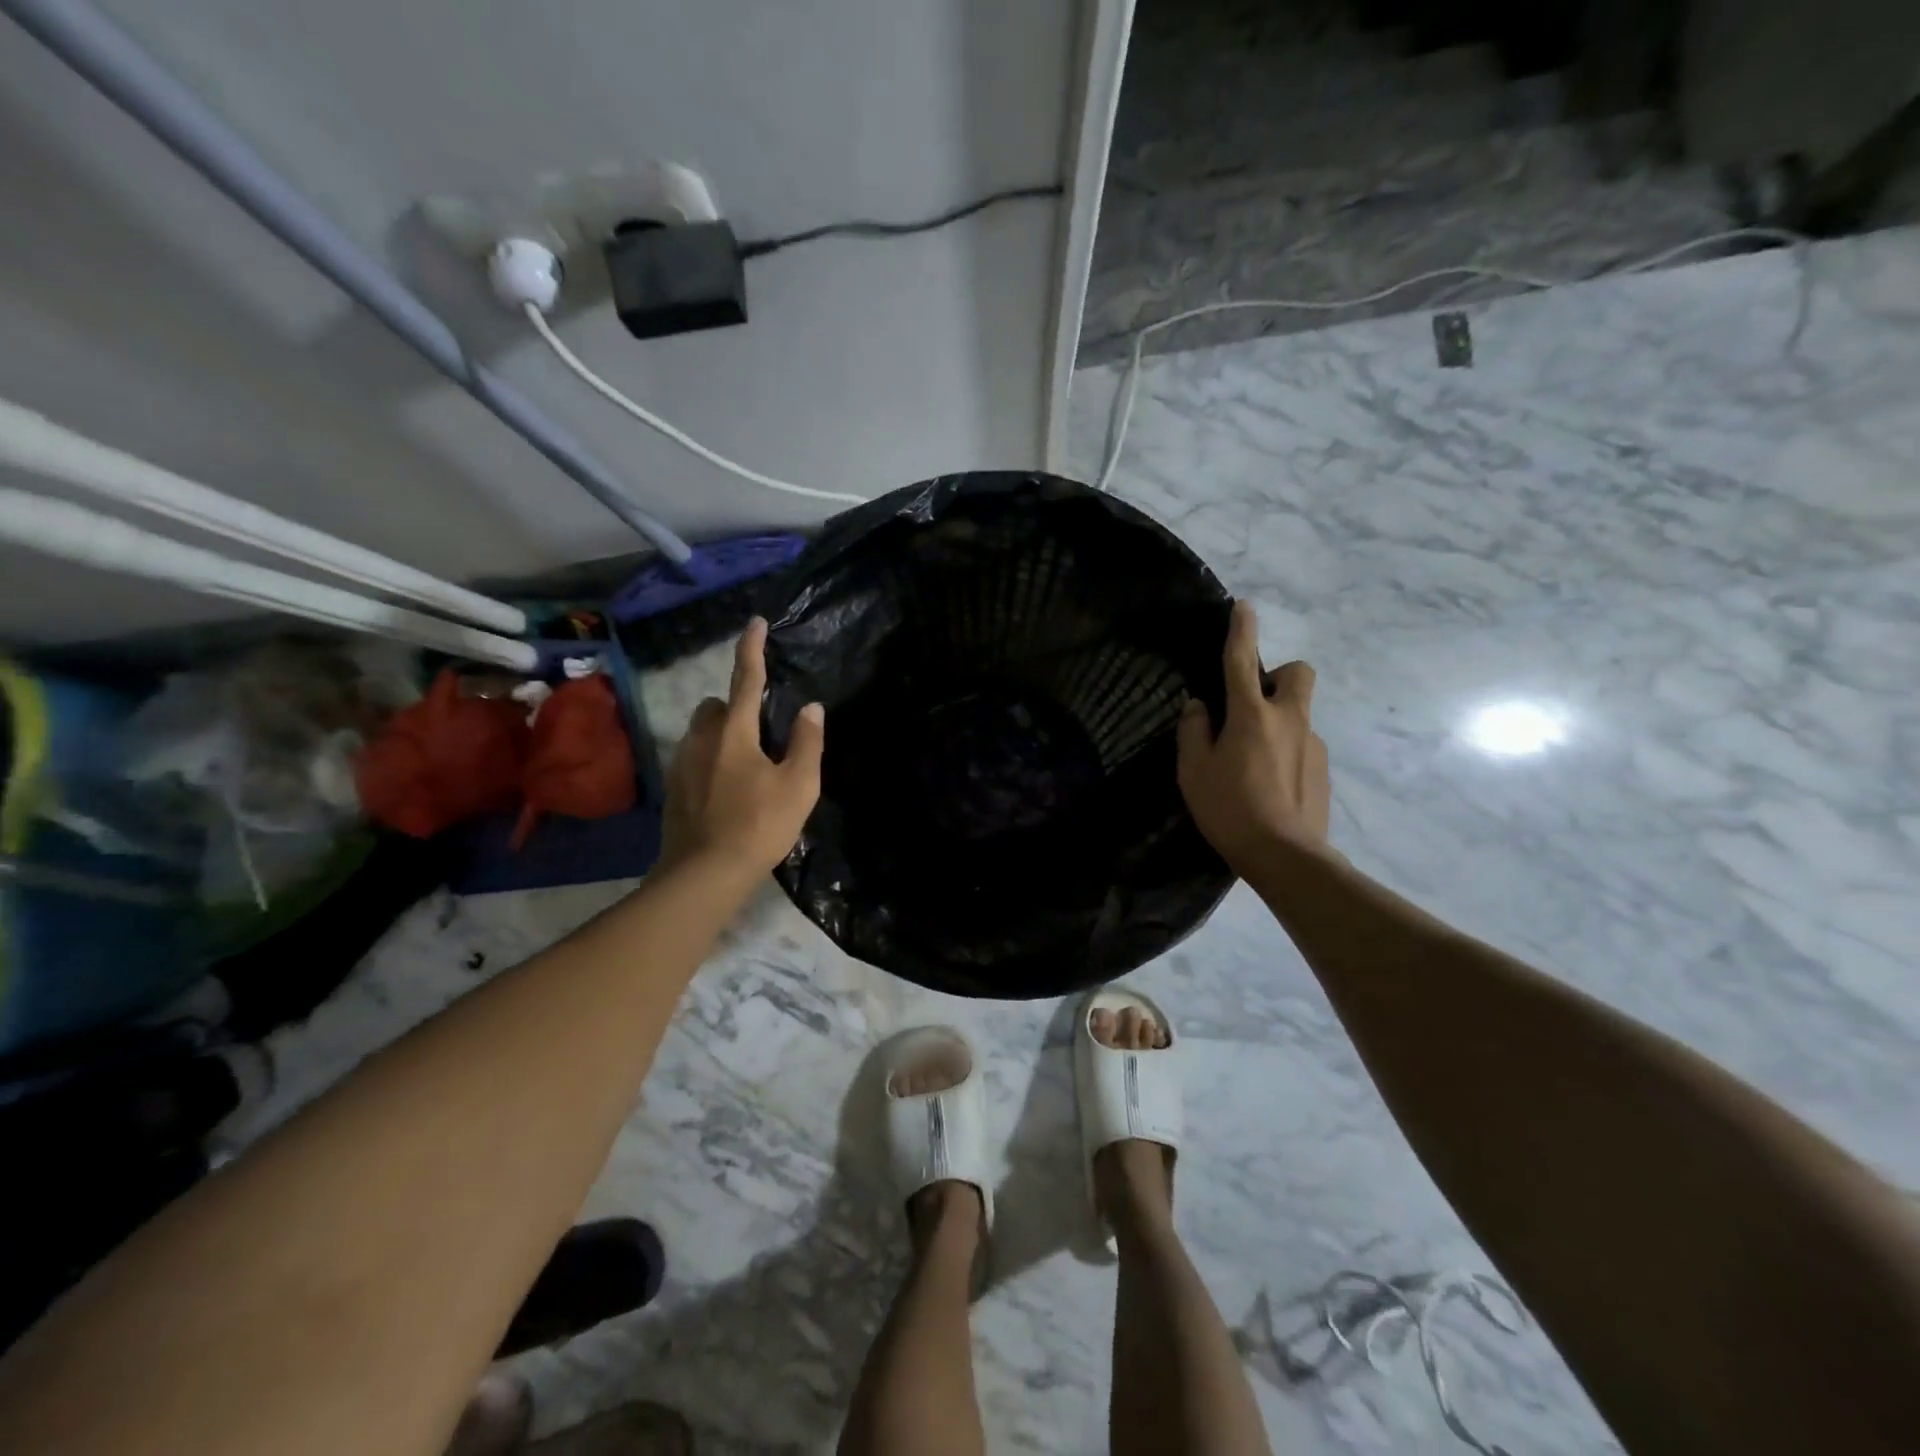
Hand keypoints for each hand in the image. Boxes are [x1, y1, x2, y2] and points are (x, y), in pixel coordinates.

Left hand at [659, 619, 823, 876]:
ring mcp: (681, 764)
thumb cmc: (759, 825)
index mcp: (734, 731)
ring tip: (747, 767)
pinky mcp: (673, 789)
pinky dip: (710, 761)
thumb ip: (807, 742)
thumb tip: (811, 708)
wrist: (704, 874)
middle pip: (715, 705)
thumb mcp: (798, 785)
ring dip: (721, 735)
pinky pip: (693, 758)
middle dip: (734, 707)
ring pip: (701, 732)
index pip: (746, 679)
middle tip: (761, 733)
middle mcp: (701, 739)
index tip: (755, 622)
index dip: (752, 648)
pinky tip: (727, 791)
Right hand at [1176, 599, 1330, 871]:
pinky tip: (1268, 784)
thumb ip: (1194, 732)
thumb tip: (1199, 707)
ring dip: (1278, 720)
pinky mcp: (1323, 769)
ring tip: (1252, 760)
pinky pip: (1302, 744)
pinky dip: (1286, 751)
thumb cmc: (1229, 810)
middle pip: (1298, 673)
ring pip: (1299, 712)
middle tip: (1252, 703)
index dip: (1241, 630)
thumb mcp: (1193, 772)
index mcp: (1252, 715)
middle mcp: (1289, 719)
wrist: (1285, 857)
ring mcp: (1312, 744)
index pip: (1243, 660)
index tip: (1244, 606)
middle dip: (1278, 675)